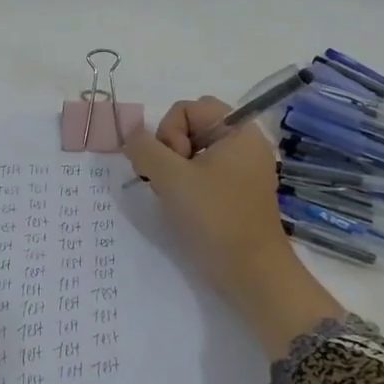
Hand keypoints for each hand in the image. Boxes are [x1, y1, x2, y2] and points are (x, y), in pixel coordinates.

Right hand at [125, 97, 343, 357]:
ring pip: (193, 151)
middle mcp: (244, 144)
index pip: (187, 108)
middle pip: (191, 127)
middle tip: (171, 181)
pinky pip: (204, 172)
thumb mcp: (171, 178)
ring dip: (175, 170)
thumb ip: (144, 149)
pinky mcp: (238, 193)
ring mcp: (243, 170)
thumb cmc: (215, 219)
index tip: (173, 166)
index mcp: (238, 131)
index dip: (169, 132)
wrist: (252, 275)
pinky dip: (188, 184)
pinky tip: (185, 207)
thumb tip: (132, 137)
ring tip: (176, 197)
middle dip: (170, 150)